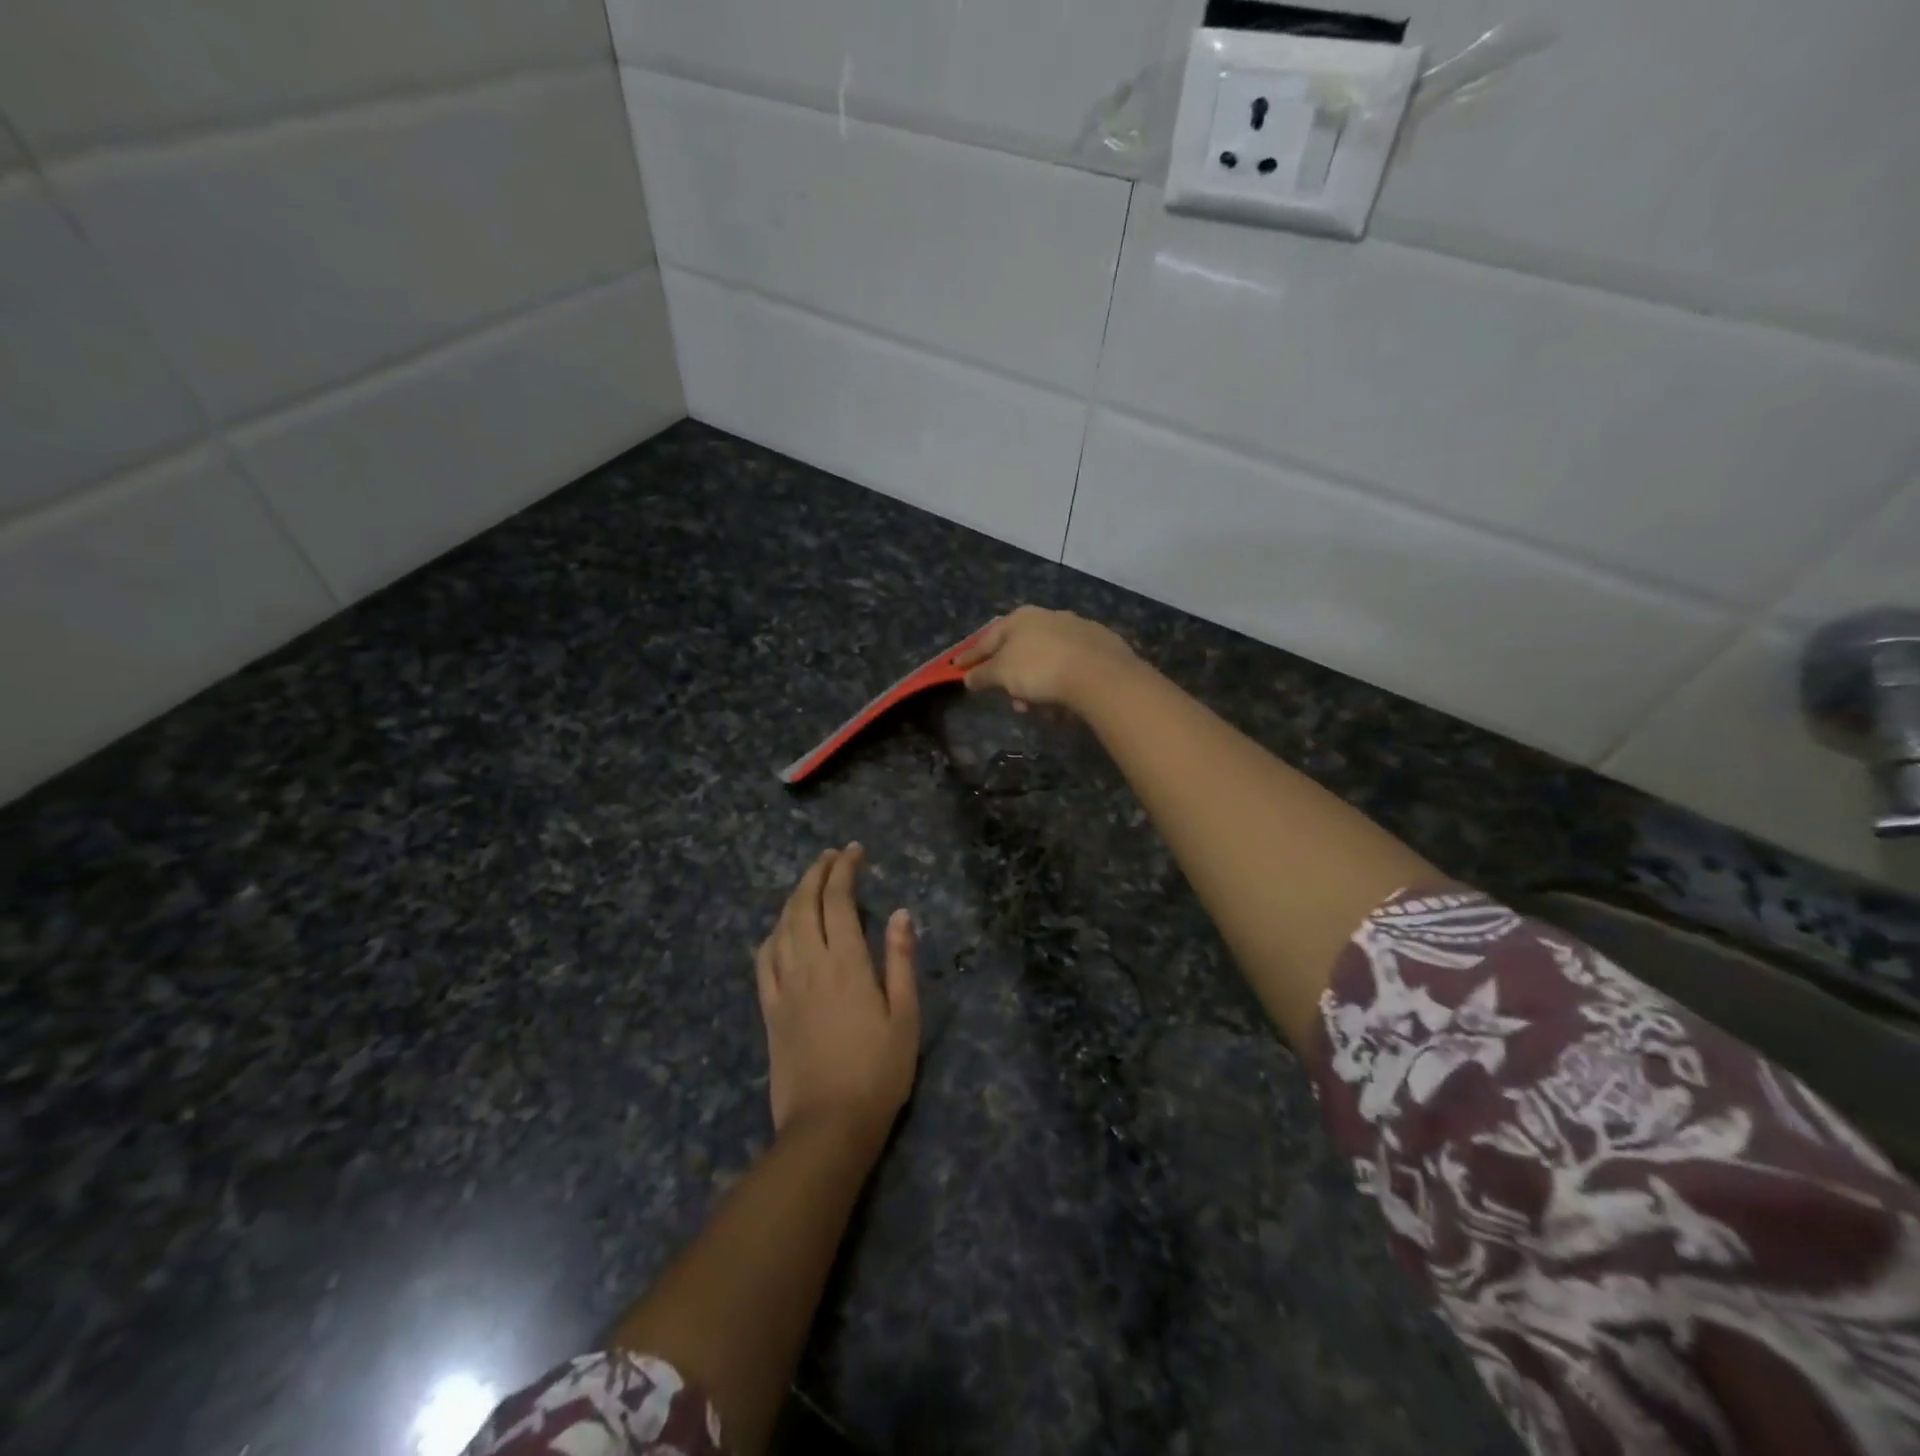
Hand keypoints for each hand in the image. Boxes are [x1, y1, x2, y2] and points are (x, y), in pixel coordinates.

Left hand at [756, 845, 919, 1146]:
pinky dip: (773, 934)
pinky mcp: (769, 1009)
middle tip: (831, 856)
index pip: (839, 900)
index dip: (844, 869)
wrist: (828, 1125)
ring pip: (781, 926)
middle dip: (816, 872)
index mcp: (846, 963)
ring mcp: (784, 987)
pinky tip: (781, 930)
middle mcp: (809, 965)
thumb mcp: (906, 1016)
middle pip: (804, 904)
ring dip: (794, 896)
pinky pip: (764, 960)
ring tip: (809, 882)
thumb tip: (901, 913)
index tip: (854, 851)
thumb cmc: (878, 1071)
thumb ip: (901, 960)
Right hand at [955, 606, 1137, 712]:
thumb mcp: (1002, 674)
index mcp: (1021, 618)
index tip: (957, 668)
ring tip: (1039, 709)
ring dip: (1037, 686)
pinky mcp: (1100, 647)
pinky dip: (1061, 685)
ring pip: (1047, 661)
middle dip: (1012, 678)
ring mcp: (1077, 630)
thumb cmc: (1040, 668)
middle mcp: (1048, 617)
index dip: (971, 656)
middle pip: (1020, 650)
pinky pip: (1070, 668)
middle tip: (1012, 701)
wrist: (1099, 673)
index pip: (987, 638)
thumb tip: (968, 677)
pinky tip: (1063, 705)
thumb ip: (983, 675)